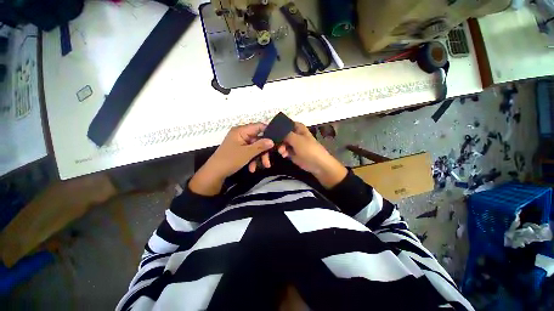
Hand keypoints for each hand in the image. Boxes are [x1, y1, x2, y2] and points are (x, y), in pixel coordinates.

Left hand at [189, 123, 273, 195]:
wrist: (214, 173)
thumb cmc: (230, 160)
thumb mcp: (247, 153)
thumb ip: (261, 146)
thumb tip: (272, 141)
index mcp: (241, 131)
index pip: (259, 126)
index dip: (269, 132)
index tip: (278, 140)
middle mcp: (241, 134)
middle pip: (259, 139)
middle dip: (264, 151)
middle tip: (269, 160)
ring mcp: (240, 142)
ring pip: (255, 147)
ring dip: (260, 157)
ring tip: (264, 166)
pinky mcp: (240, 150)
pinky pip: (250, 152)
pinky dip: (253, 159)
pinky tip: (252, 169)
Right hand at [278, 122, 346, 188]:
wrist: (317, 164)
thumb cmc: (308, 149)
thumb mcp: (296, 139)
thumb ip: (285, 134)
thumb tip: (275, 129)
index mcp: (297, 127)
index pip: (285, 124)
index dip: (277, 127)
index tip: (269, 131)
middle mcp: (294, 134)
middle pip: (282, 134)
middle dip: (277, 139)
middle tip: (274, 144)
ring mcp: (293, 144)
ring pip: (282, 143)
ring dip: (280, 147)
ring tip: (282, 151)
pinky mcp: (292, 152)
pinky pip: (284, 150)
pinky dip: (283, 152)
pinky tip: (284, 155)